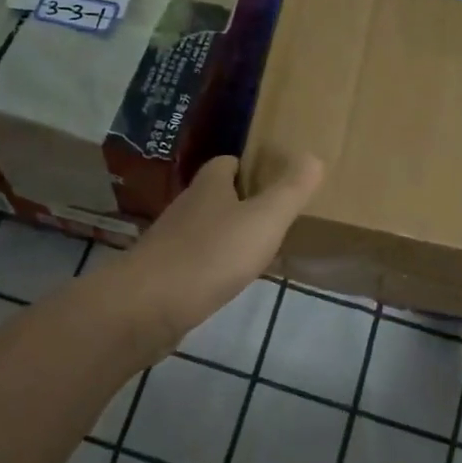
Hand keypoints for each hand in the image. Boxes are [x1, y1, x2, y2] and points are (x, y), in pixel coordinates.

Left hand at [113, 152, 323, 356]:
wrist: (149, 306)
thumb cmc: (212, 254)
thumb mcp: (264, 219)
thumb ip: (290, 190)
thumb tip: (313, 156)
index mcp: (209, 186)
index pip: (227, 163)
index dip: (250, 167)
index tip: (276, 180)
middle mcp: (187, 207)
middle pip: (217, 196)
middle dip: (243, 203)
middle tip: (276, 218)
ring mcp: (172, 242)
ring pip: (207, 230)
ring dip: (230, 236)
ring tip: (261, 251)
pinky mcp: (165, 274)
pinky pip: (198, 262)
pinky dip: (216, 266)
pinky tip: (232, 281)